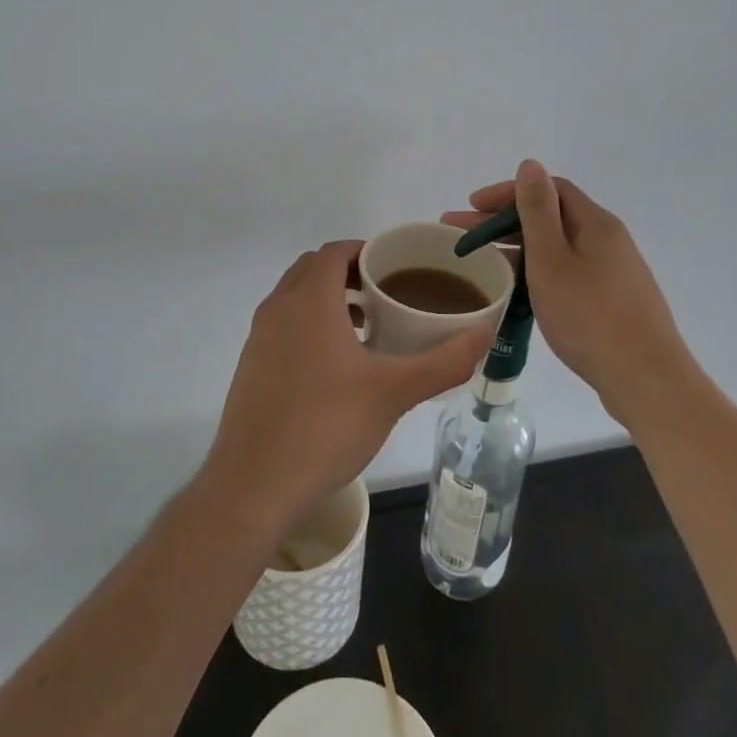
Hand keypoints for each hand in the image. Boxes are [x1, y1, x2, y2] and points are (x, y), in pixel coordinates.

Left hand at [199, 241, 493, 538]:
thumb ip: (443, 361)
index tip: (397, 268)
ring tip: (366, 326)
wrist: (253, 486)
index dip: (366, 250)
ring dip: (328, 298)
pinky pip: (283, 324)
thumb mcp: (393, 393)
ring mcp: (258, 338)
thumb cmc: (325, 428)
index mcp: (309, 301)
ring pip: (295, 297)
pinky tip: (335, 365)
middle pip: (313, 268)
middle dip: (349, 272)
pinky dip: (309, 324)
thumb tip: (486, 334)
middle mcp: (277, 309)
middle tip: (387, 293)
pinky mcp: (250, 365)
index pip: (335, 251)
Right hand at [445, 160, 693, 423]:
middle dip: (503, 222)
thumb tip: (530, 164)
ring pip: (558, 248)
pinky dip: (538, 272)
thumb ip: (537, 211)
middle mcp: (608, 240)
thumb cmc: (591, 317)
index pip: (549, 189)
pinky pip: (567, 272)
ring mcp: (613, 272)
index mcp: (596, 224)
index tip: (471, 207)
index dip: (508, 192)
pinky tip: (519, 291)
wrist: (646, 381)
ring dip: (518, 248)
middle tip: (461, 237)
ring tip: (482, 263)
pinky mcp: (612, 301)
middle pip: (551, 217)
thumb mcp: (552, 260)